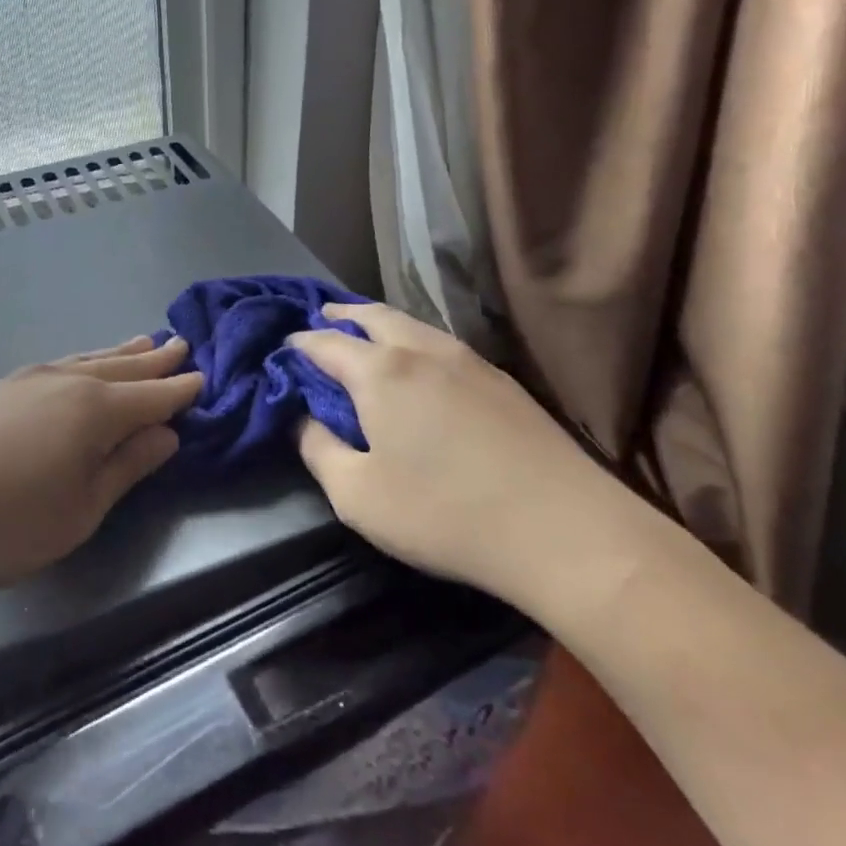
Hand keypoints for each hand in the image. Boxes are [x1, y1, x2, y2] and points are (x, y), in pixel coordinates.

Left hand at [0, 336, 201, 592]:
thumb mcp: (78, 511)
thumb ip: (125, 468)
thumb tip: (165, 435)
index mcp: (95, 411)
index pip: (153, 397)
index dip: (181, 390)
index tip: (204, 377)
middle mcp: (65, 382)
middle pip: (123, 368)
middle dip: (155, 361)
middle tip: (181, 345)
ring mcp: (26, 380)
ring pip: (88, 359)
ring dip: (120, 354)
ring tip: (142, 342)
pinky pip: (60, 365)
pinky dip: (85, 361)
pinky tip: (80, 366)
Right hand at [289, 305, 648, 611]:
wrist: (564, 530)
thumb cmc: (444, 513)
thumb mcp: (356, 495)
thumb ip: (317, 449)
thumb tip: (303, 419)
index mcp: (380, 371)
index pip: (323, 342)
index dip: (296, 346)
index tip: (281, 354)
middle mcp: (421, 349)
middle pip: (370, 315)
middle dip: (338, 316)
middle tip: (319, 322)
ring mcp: (467, 359)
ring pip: (410, 323)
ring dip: (377, 323)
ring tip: (362, 336)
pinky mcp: (501, 379)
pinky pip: (439, 342)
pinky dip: (411, 340)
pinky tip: (415, 365)